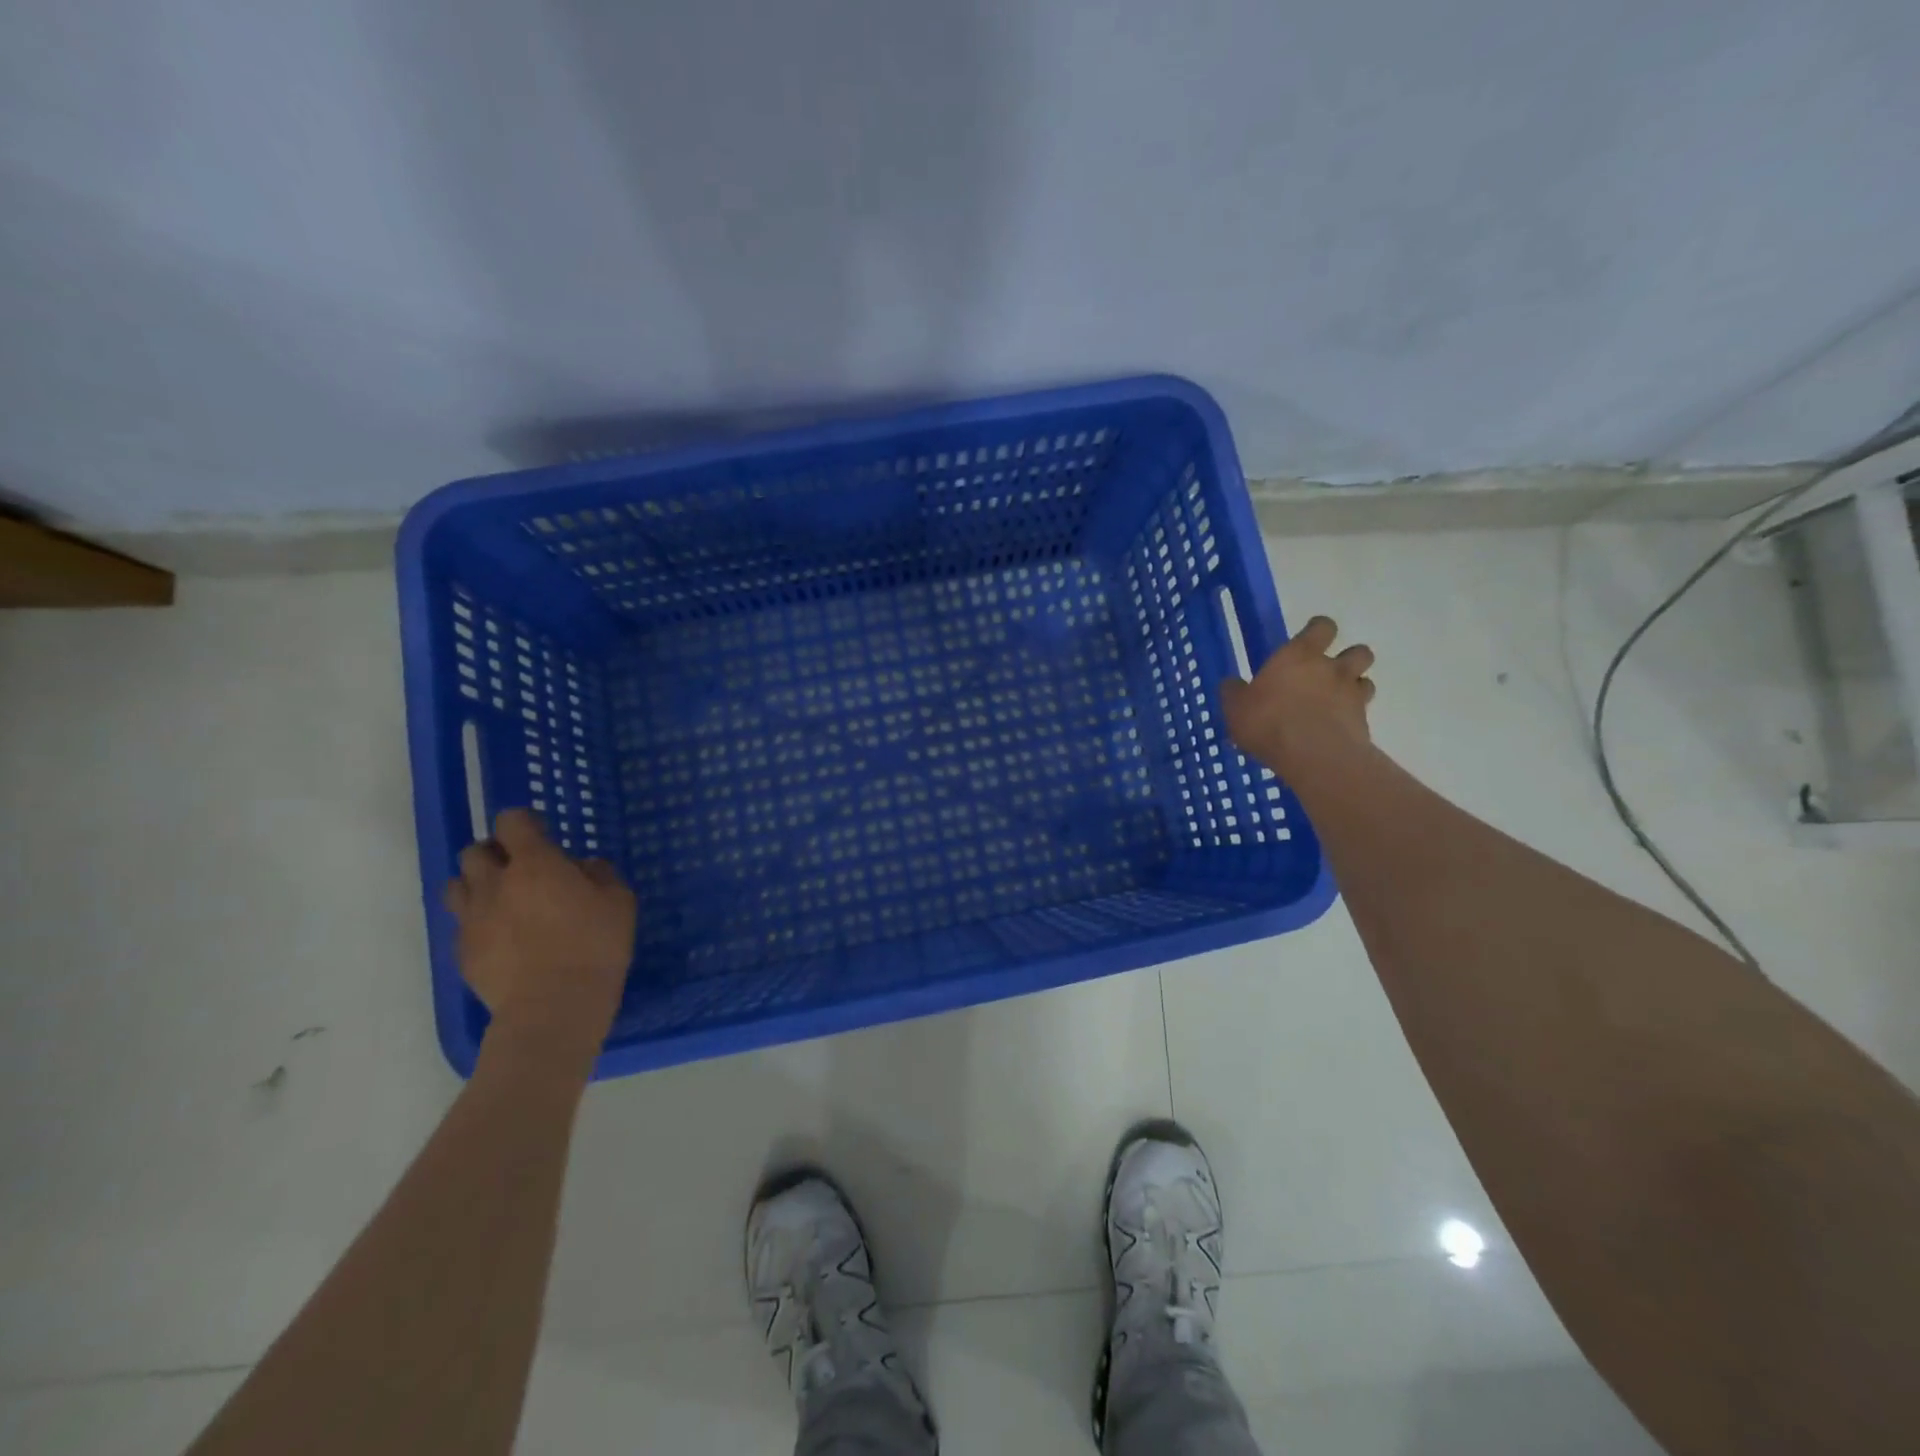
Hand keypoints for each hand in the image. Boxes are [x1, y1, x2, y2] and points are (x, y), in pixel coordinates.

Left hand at [443, 809, 637, 1058]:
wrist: (553, 1007)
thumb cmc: (595, 945)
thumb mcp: (620, 901)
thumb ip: (600, 874)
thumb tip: (583, 867)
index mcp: (534, 863)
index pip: (511, 821)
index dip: (524, 822)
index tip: (542, 834)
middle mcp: (494, 883)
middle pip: (474, 851)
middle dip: (495, 853)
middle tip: (519, 869)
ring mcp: (472, 919)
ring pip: (456, 885)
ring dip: (477, 884)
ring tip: (502, 900)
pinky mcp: (463, 952)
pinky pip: (462, 924)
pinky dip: (478, 922)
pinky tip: (502, 938)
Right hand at [1219, 614, 1375, 775]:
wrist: (1314, 756)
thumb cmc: (1268, 723)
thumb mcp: (1236, 708)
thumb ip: (1234, 693)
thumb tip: (1232, 684)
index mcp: (1299, 655)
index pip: (1321, 627)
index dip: (1318, 630)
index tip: (1310, 639)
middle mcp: (1331, 668)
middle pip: (1359, 651)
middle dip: (1349, 658)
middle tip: (1328, 673)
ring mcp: (1352, 694)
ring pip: (1366, 680)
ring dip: (1355, 686)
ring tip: (1335, 701)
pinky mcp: (1363, 722)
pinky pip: (1363, 712)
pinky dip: (1353, 717)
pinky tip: (1335, 729)